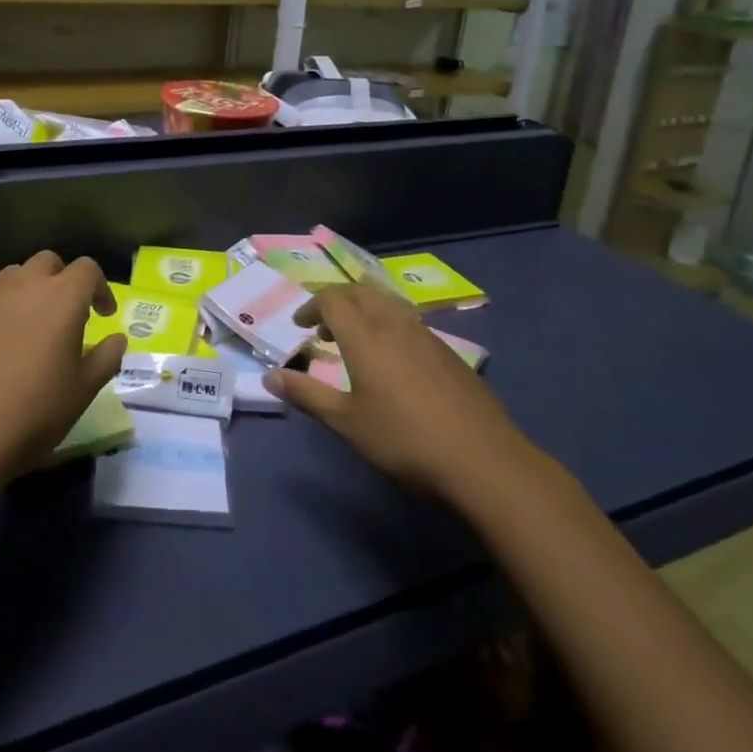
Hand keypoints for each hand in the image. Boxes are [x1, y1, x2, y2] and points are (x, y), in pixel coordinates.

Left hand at [0, 251, 126, 479]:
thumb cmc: (32, 413)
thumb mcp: (82, 391)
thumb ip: (106, 358)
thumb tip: (117, 339)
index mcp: (61, 298)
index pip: (88, 269)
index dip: (99, 288)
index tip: (102, 315)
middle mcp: (22, 286)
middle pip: (47, 262)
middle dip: (61, 280)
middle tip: (64, 316)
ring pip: (12, 277)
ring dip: (26, 293)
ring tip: (26, 328)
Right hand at [265, 284, 528, 496]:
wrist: (483, 460)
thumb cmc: (404, 440)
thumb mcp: (346, 423)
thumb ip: (307, 395)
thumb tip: (270, 377)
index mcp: (365, 334)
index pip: (332, 299)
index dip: (311, 306)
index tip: (300, 326)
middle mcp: (394, 322)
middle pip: (360, 291)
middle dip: (337, 301)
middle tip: (323, 327)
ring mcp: (426, 334)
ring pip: (387, 302)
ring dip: (364, 309)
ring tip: (355, 340)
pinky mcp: (448, 351)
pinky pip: (409, 320)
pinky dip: (388, 324)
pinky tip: (393, 360)